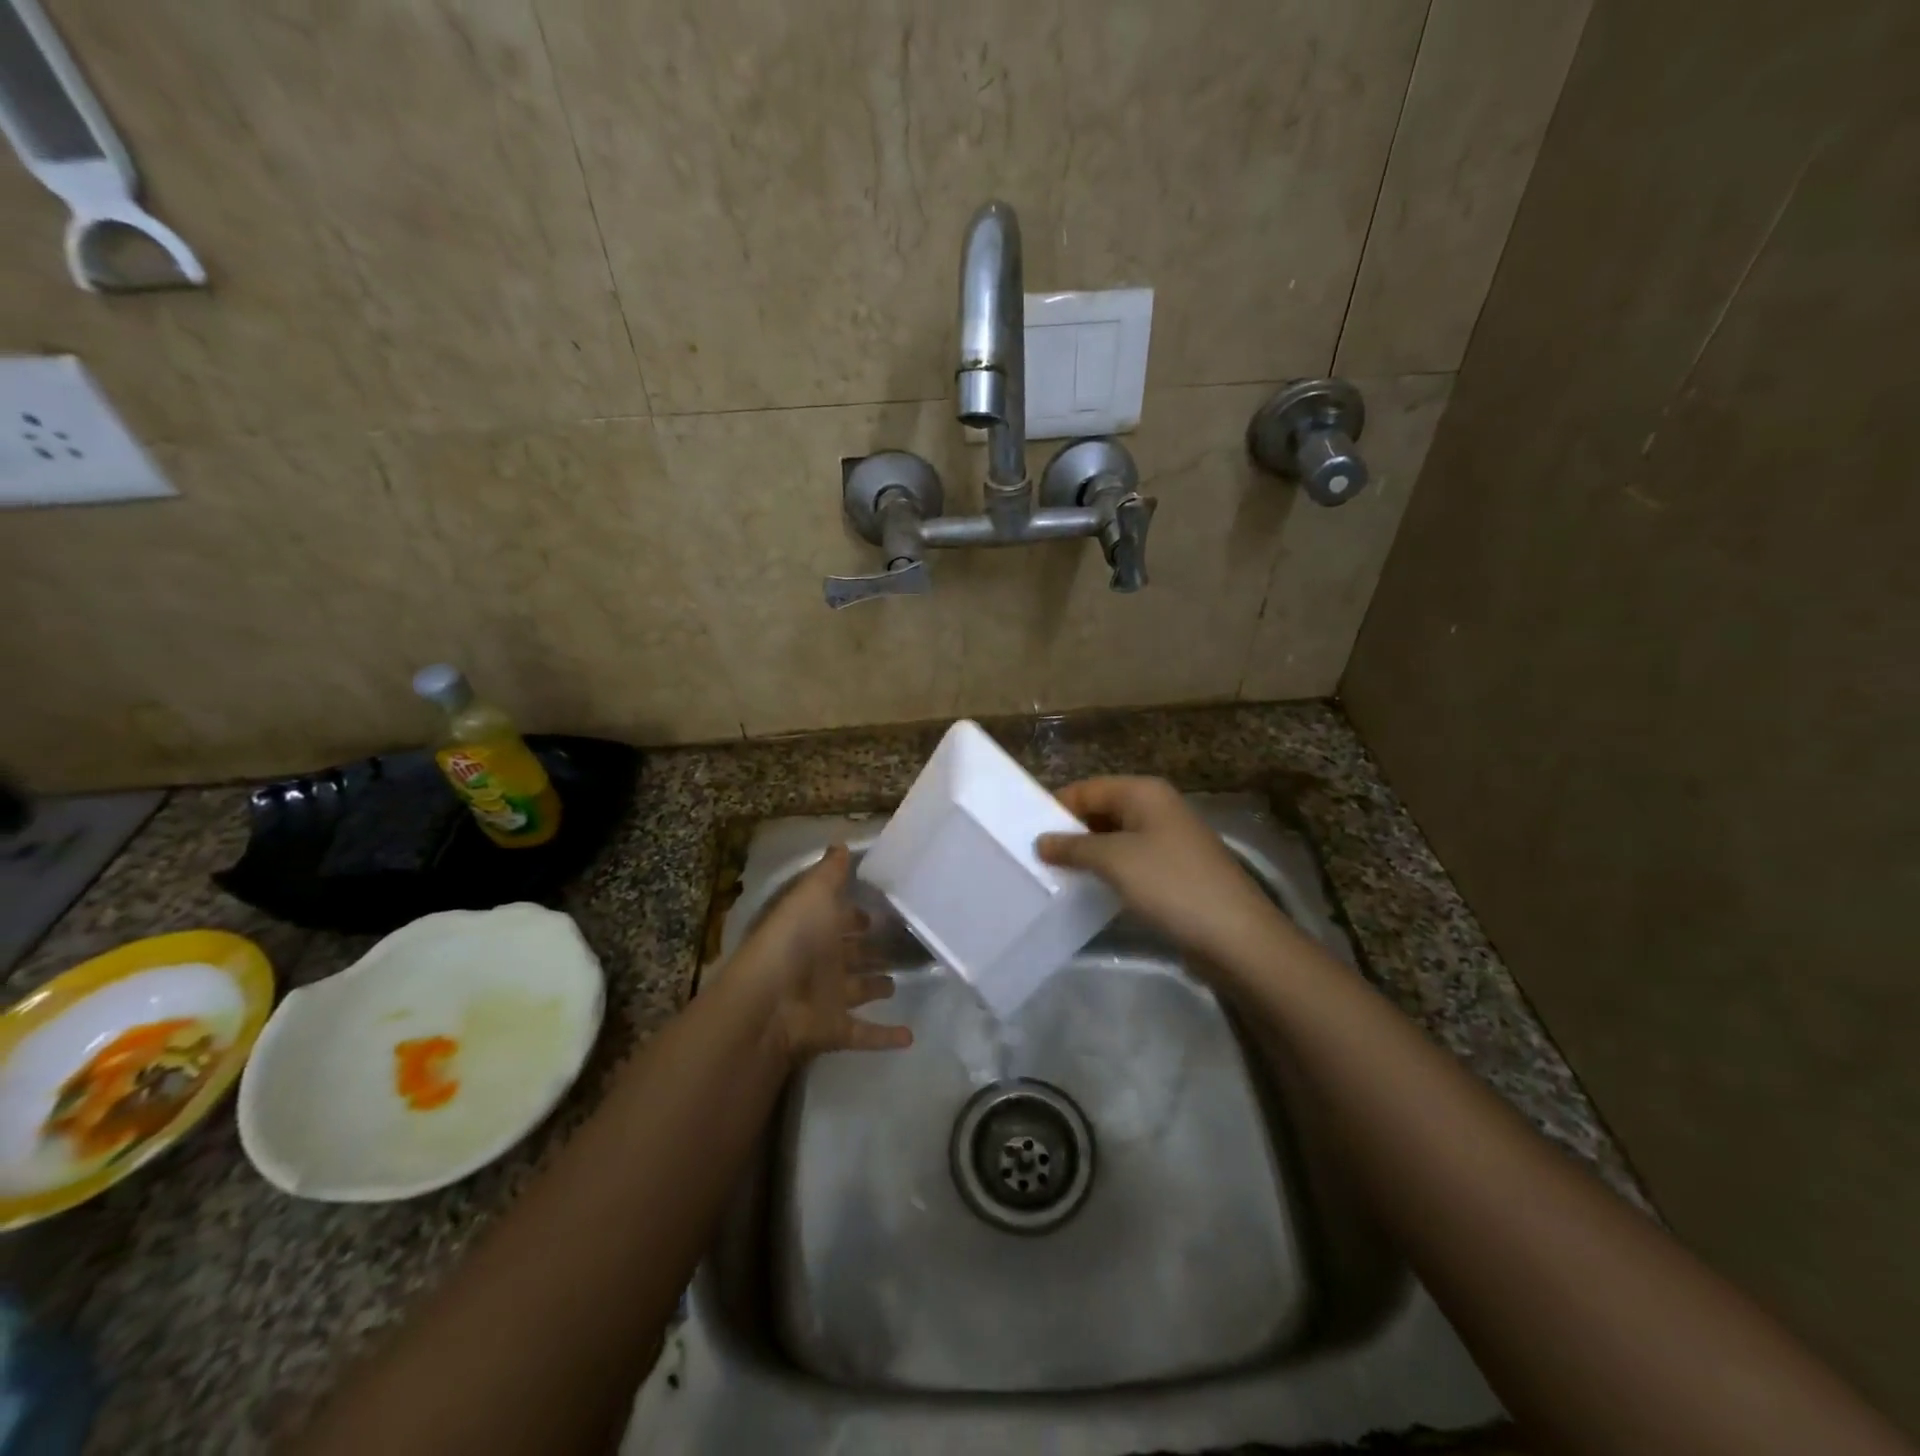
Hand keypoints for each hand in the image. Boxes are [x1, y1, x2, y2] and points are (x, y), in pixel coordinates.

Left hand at [725, 845, 913, 1063]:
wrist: (770, 1002)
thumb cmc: (794, 940)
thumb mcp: (813, 895)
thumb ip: (830, 873)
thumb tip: (841, 842)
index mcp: (815, 930)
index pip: (840, 919)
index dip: (857, 915)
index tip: (885, 908)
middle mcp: (822, 962)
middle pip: (851, 955)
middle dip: (871, 950)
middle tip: (903, 945)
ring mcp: (828, 998)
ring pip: (858, 990)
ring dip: (876, 988)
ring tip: (900, 984)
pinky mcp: (836, 1030)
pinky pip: (865, 1033)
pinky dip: (885, 1036)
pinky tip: (910, 1037)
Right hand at [1036, 777, 1286, 970]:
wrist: (1235, 935)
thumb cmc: (1170, 884)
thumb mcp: (1114, 860)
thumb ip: (1073, 846)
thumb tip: (1041, 841)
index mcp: (1144, 792)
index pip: (1087, 789)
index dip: (1056, 808)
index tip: (1025, 833)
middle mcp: (1157, 807)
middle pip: (1101, 810)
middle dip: (1070, 832)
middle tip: (1035, 857)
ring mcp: (1168, 839)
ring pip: (1115, 837)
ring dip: (1087, 854)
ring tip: (1054, 875)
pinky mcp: (1174, 870)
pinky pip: (1130, 860)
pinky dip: (1108, 871)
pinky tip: (1088, 889)